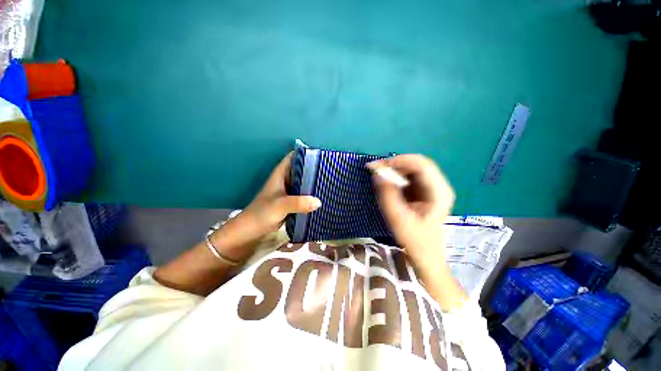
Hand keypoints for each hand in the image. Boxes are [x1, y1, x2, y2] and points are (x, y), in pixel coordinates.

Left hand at [218, 153, 320, 258]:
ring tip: (329, 181)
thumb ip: (298, 203)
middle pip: (301, 169)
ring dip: (314, 182)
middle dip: (314, 168)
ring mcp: (289, 191)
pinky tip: (322, 196)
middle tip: (330, 170)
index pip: (294, 157)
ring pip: (304, 182)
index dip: (306, 154)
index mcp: (281, 174)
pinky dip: (312, 194)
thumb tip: (318, 201)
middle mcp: (286, 180)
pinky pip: (304, 194)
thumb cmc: (262, 213)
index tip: (321, 156)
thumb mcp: (280, 205)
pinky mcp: (292, 201)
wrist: (252, 231)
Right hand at [368, 154, 453, 267]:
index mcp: (439, 192)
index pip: (422, 165)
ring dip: (395, 169)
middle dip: (395, 164)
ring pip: (413, 169)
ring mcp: (433, 187)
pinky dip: (397, 176)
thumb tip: (377, 174)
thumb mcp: (397, 218)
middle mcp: (439, 186)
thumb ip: (387, 195)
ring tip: (379, 174)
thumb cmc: (414, 239)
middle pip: (418, 164)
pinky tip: (387, 181)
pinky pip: (410, 176)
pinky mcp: (425, 191)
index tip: (379, 165)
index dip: (400, 161)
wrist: (425, 252)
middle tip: (375, 169)